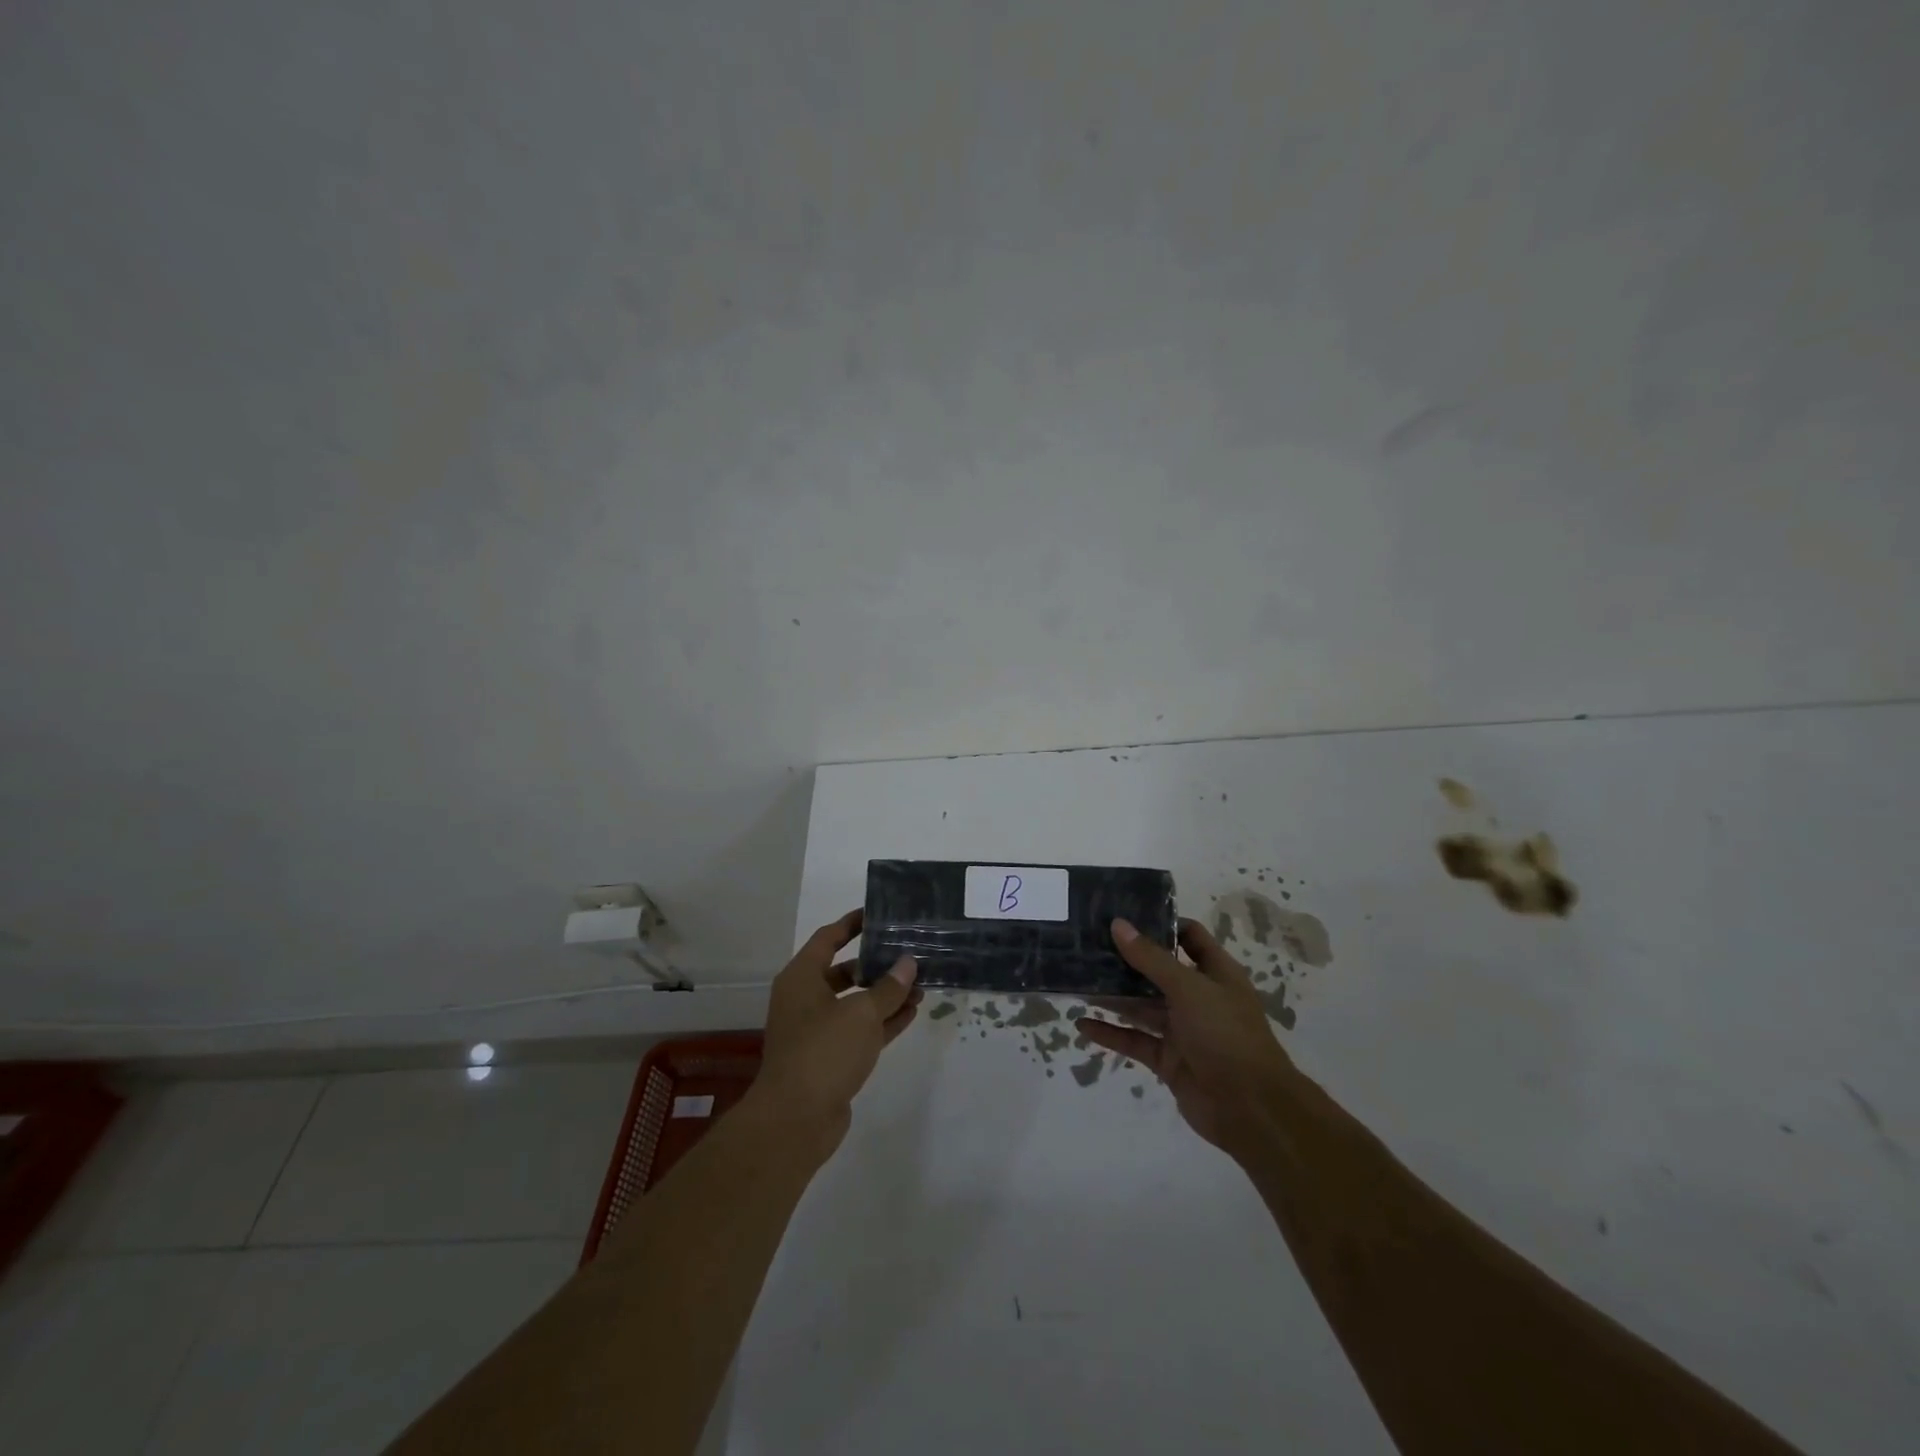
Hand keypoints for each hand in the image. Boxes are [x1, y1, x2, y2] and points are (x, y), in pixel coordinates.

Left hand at [753, 909, 920, 1156]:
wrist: (796, 1120)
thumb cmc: (824, 1051)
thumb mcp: (862, 1013)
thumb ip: (888, 987)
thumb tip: (908, 962)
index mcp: (802, 978)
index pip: (829, 938)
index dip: (852, 924)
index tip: (879, 914)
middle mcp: (805, 999)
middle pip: (844, 971)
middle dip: (877, 964)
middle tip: (909, 953)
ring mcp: (817, 1031)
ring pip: (855, 1003)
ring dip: (885, 995)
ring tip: (920, 984)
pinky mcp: (830, 1058)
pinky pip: (860, 1030)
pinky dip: (883, 1022)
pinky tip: (911, 1013)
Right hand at [1077, 917, 1296, 1157]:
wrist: (1250, 1109)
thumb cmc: (1225, 1034)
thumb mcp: (1189, 988)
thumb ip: (1151, 958)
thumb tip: (1118, 924)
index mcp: (1215, 973)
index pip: (1188, 936)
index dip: (1160, 923)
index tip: (1124, 914)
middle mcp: (1198, 997)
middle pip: (1157, 971)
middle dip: (1125, 960)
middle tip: (1087, 944)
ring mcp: (1182, 1030)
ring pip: (1141, 1006)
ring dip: (1113, 996)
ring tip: (1076, 980)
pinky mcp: (1168, 1059)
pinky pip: (1134, 1040)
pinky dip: (1110, 1033)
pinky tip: (1081, 1025)